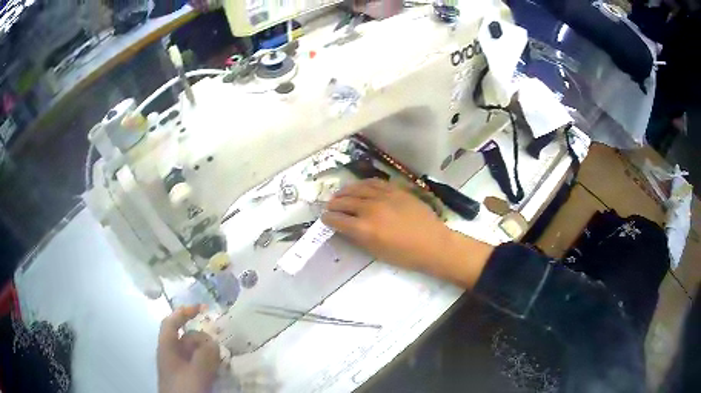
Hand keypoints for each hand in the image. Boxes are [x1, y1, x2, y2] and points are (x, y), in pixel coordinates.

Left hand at [158, 306, 220, 392]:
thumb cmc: (183, 390)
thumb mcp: (196, 373)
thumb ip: (205, 356)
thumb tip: (213, 342)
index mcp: (167, 348)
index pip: (171, 323)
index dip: (183, 312)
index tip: (202, 308)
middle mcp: (172, 355)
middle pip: (187, 338)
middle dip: (203, 338)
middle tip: (220, 344)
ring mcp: (180, 368)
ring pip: (195, 353)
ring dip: (208, 352)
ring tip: (222, 358)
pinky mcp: (188, 378)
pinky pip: (199, 365)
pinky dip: (209, 364)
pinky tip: (219, 370)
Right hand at [322, 179, 492, 286]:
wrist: (433, 243)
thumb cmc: (405, 255)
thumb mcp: (377, 252)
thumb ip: (359, 238)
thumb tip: (347, 228)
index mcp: (365, 229)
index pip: (339, 220)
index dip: (328, 219)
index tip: (324, 218)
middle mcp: (371, 209)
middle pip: (345, 202)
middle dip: (334, 205)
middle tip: (329, 206)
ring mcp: (384, 197)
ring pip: (358, 189)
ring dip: (345, 192)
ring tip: (340, 194)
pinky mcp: (395, 190)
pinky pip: (374, 183)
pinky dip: (362, 184)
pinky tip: (359, 186)